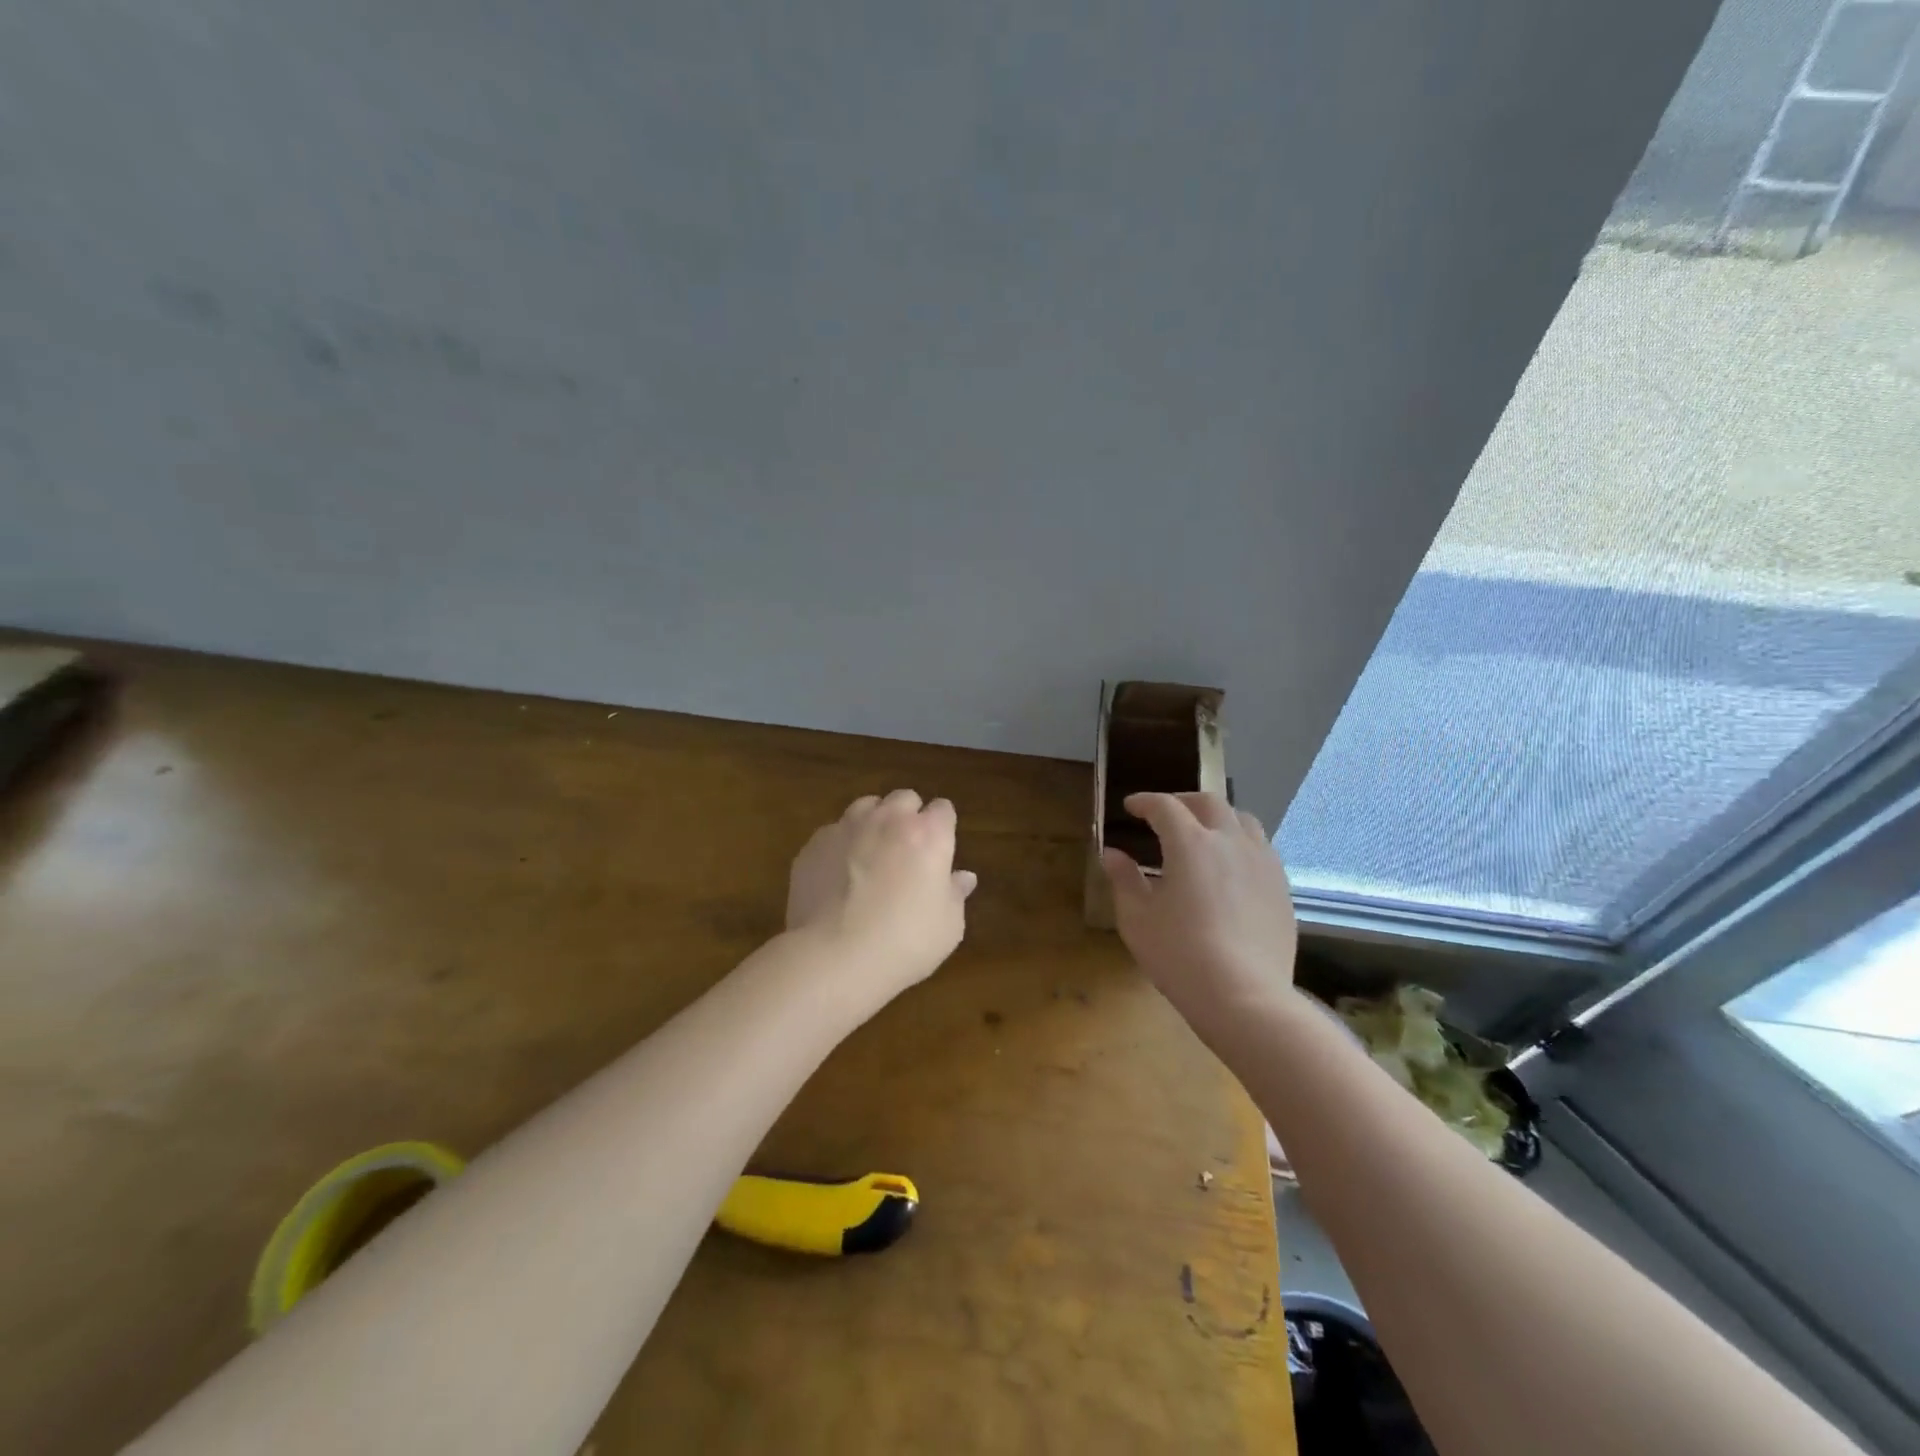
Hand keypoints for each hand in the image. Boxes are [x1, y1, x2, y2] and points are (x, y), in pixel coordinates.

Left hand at [785, 790, 978, 999]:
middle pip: (904, 798)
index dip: (943, 826)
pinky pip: (834, 832)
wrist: (834, 956)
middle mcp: (889, 820)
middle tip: (907, 850)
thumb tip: (964, 877)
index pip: (944, 809)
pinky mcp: (815, 844)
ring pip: (866, 806)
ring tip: (870, 854)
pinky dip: (841, 845)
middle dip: (909, 816)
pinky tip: (838, 875)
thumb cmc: (904, 943)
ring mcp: (847, 827)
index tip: (940, 848)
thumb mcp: (948, 927)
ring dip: (874, 822)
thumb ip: (956, 894)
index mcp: (929, 835)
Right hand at [1101, 792, 1297, 1037]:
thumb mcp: (1137, 918)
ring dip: (1218, 818)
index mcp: (1190, 843)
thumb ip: (1124, 879)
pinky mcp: (1281, 887)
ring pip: (1243, 820)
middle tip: (1165, 813)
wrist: (1245, 997)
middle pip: (1209, 802)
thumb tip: (1112, 854)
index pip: (1165, 806)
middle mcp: (1230, 841)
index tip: (1131, 806)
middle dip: (1183, 801)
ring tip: (1203, 834)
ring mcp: (1262, 862)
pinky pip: (1261, 849)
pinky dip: (1240, 844)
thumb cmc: (1180, 955)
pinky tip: (1231, 868)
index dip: (1145, 802)